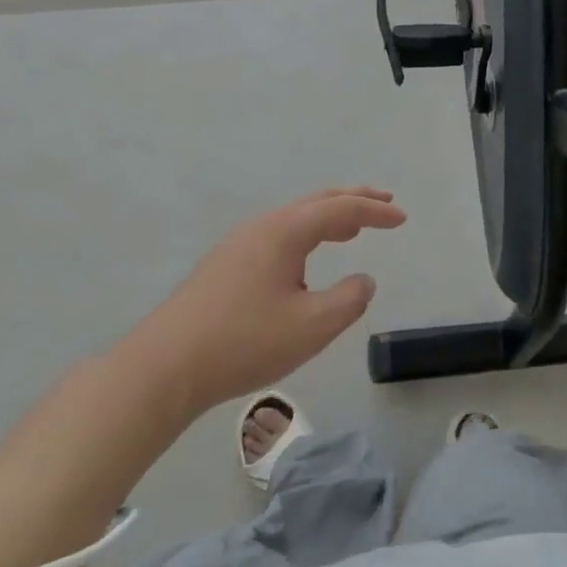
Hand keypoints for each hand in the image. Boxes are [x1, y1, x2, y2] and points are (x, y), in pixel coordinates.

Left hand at [136, 187, 406, 411]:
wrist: (164, 367)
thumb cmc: (244, 342)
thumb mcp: (312, 326)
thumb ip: (349, 300)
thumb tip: (363, 280)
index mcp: (285, 232)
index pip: (341, 209)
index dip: (375, 212)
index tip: (402, 218)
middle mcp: (262, 227)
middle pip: (315, 201)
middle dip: (353, 200)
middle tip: (383, 202)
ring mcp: (238, 245)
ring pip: (294, 218)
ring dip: (328, 217)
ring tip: (352, 230)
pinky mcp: (225, 266)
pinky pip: (278, 235)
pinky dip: (306, 235)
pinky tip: (306, 260)